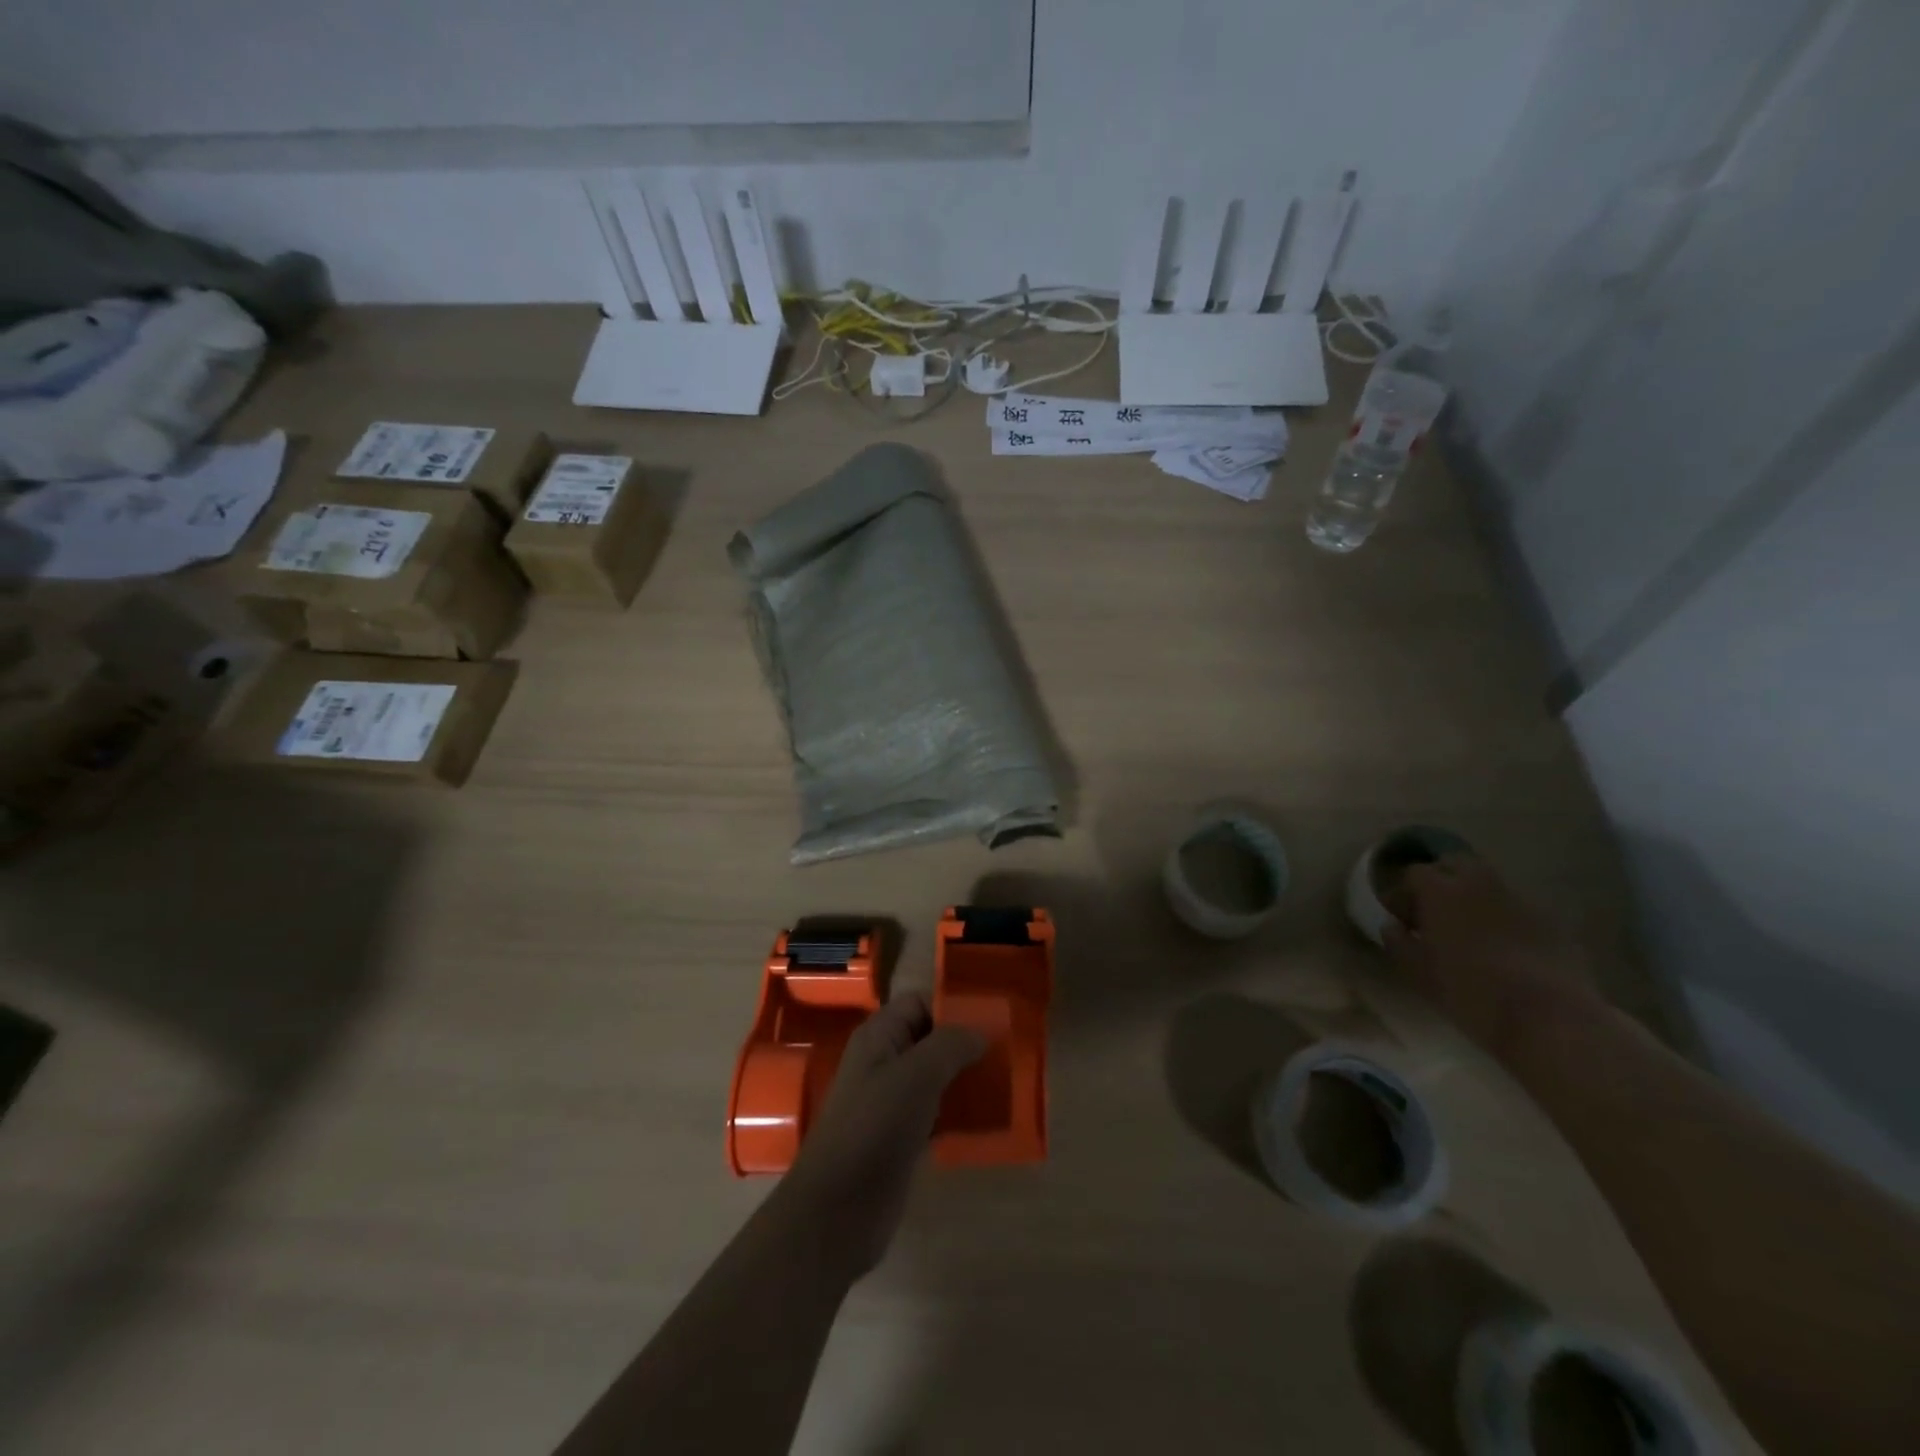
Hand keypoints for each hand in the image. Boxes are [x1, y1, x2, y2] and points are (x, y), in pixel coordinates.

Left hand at [778, 991, 985, 1279]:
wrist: (837, 1212)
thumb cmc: (874, 1128)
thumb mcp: (916, 1075)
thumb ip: (950, 1045)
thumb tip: (980, 1033)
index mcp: (879, 1036)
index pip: (920, 1003)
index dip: (952, 1006)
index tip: (993, 1020)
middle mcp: (885, 1062)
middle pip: (931, 1040)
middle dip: (966, 1045)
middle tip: (1008, 1054)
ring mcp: (892, 1102)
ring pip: (937, 1078)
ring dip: (967, 1080)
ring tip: (1007, 1084)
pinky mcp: (902, 1138)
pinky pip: (938, 1113)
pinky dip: (961, 1115)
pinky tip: (990, 1121)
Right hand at [1381, 855, 1602, 1060]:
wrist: (1548, 1017)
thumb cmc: (1468, 990)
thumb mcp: (1417, 972)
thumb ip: (1398, 942)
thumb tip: (1392, 926)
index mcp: (1439, 890)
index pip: (1413, 873)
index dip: (1403, 893)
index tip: (1401, 918)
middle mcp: (1479, 883)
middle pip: (1454, 864)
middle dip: (1440, 881)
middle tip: (1434, 912)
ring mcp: (1519, 899)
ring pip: (1489, 884)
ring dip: (1473, 897)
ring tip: (1469, 930)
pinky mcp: (1550, 920)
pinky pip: (1516, 907)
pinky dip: (1503, 917)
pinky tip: (1504, 947)